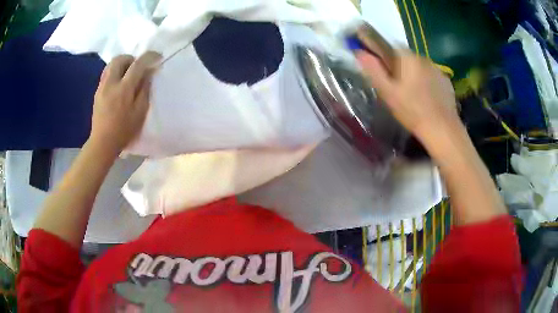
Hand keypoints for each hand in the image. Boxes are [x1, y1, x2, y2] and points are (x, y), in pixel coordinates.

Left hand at [90, 52, 161, 154]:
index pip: (138, 64)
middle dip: (131, 59)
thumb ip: (144, 90)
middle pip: (120, 59)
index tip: (157, 57)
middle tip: (138, 68)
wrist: (102, 142)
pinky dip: (115, 72)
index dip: (149, 57)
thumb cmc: (124, 130)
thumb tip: (148, 74)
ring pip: (111, 64)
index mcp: (124, 89)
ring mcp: (102, 87)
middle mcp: (111, 83)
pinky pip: (107, 73)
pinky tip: (119, 84)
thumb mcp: (140, 112)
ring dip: (122, 64)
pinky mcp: (97, 92)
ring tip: (128, 75)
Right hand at [356, 50, 460, 146]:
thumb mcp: (387, 91)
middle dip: (397, 65)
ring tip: (411, 93)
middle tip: (394, 84)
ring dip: (412, 73)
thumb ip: (373, 69)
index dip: (379, 52)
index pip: (387, 45)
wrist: (442, 128)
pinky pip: (430, 75)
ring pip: (418, 66)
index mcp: (406, 57)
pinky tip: (425, 97)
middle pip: (404, 56)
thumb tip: (359, 52)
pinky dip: (425, 81)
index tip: (376, 63)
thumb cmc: (412, 110)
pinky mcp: (445, 80)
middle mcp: (422, 57)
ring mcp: (436, 68)